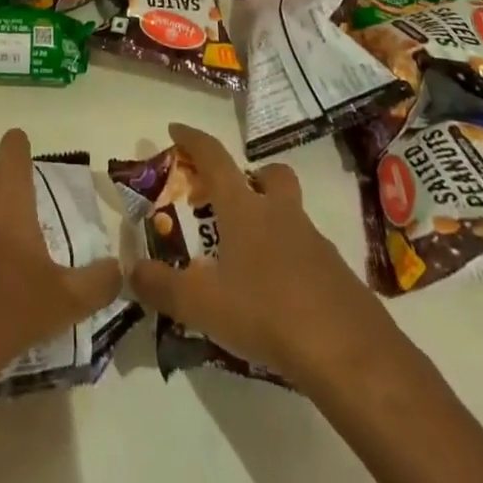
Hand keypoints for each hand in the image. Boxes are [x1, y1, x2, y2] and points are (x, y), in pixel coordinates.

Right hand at [130, 122, 406, 393]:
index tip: (175, 129)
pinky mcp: (338, 275)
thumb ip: (162, 287)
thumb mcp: (202, 305)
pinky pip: (308, 254)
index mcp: (244, 209)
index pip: (214, 157)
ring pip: (291, 215)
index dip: (193, 139)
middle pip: (271, 175)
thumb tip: (131, 270)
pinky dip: (290, 263)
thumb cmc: (268, 312)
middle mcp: (280, 214)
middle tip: (231, 199)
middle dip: (252, 176)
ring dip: (271, 223)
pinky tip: (277, 297)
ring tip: (248, 260)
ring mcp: (315, 242)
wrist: (350, 354)